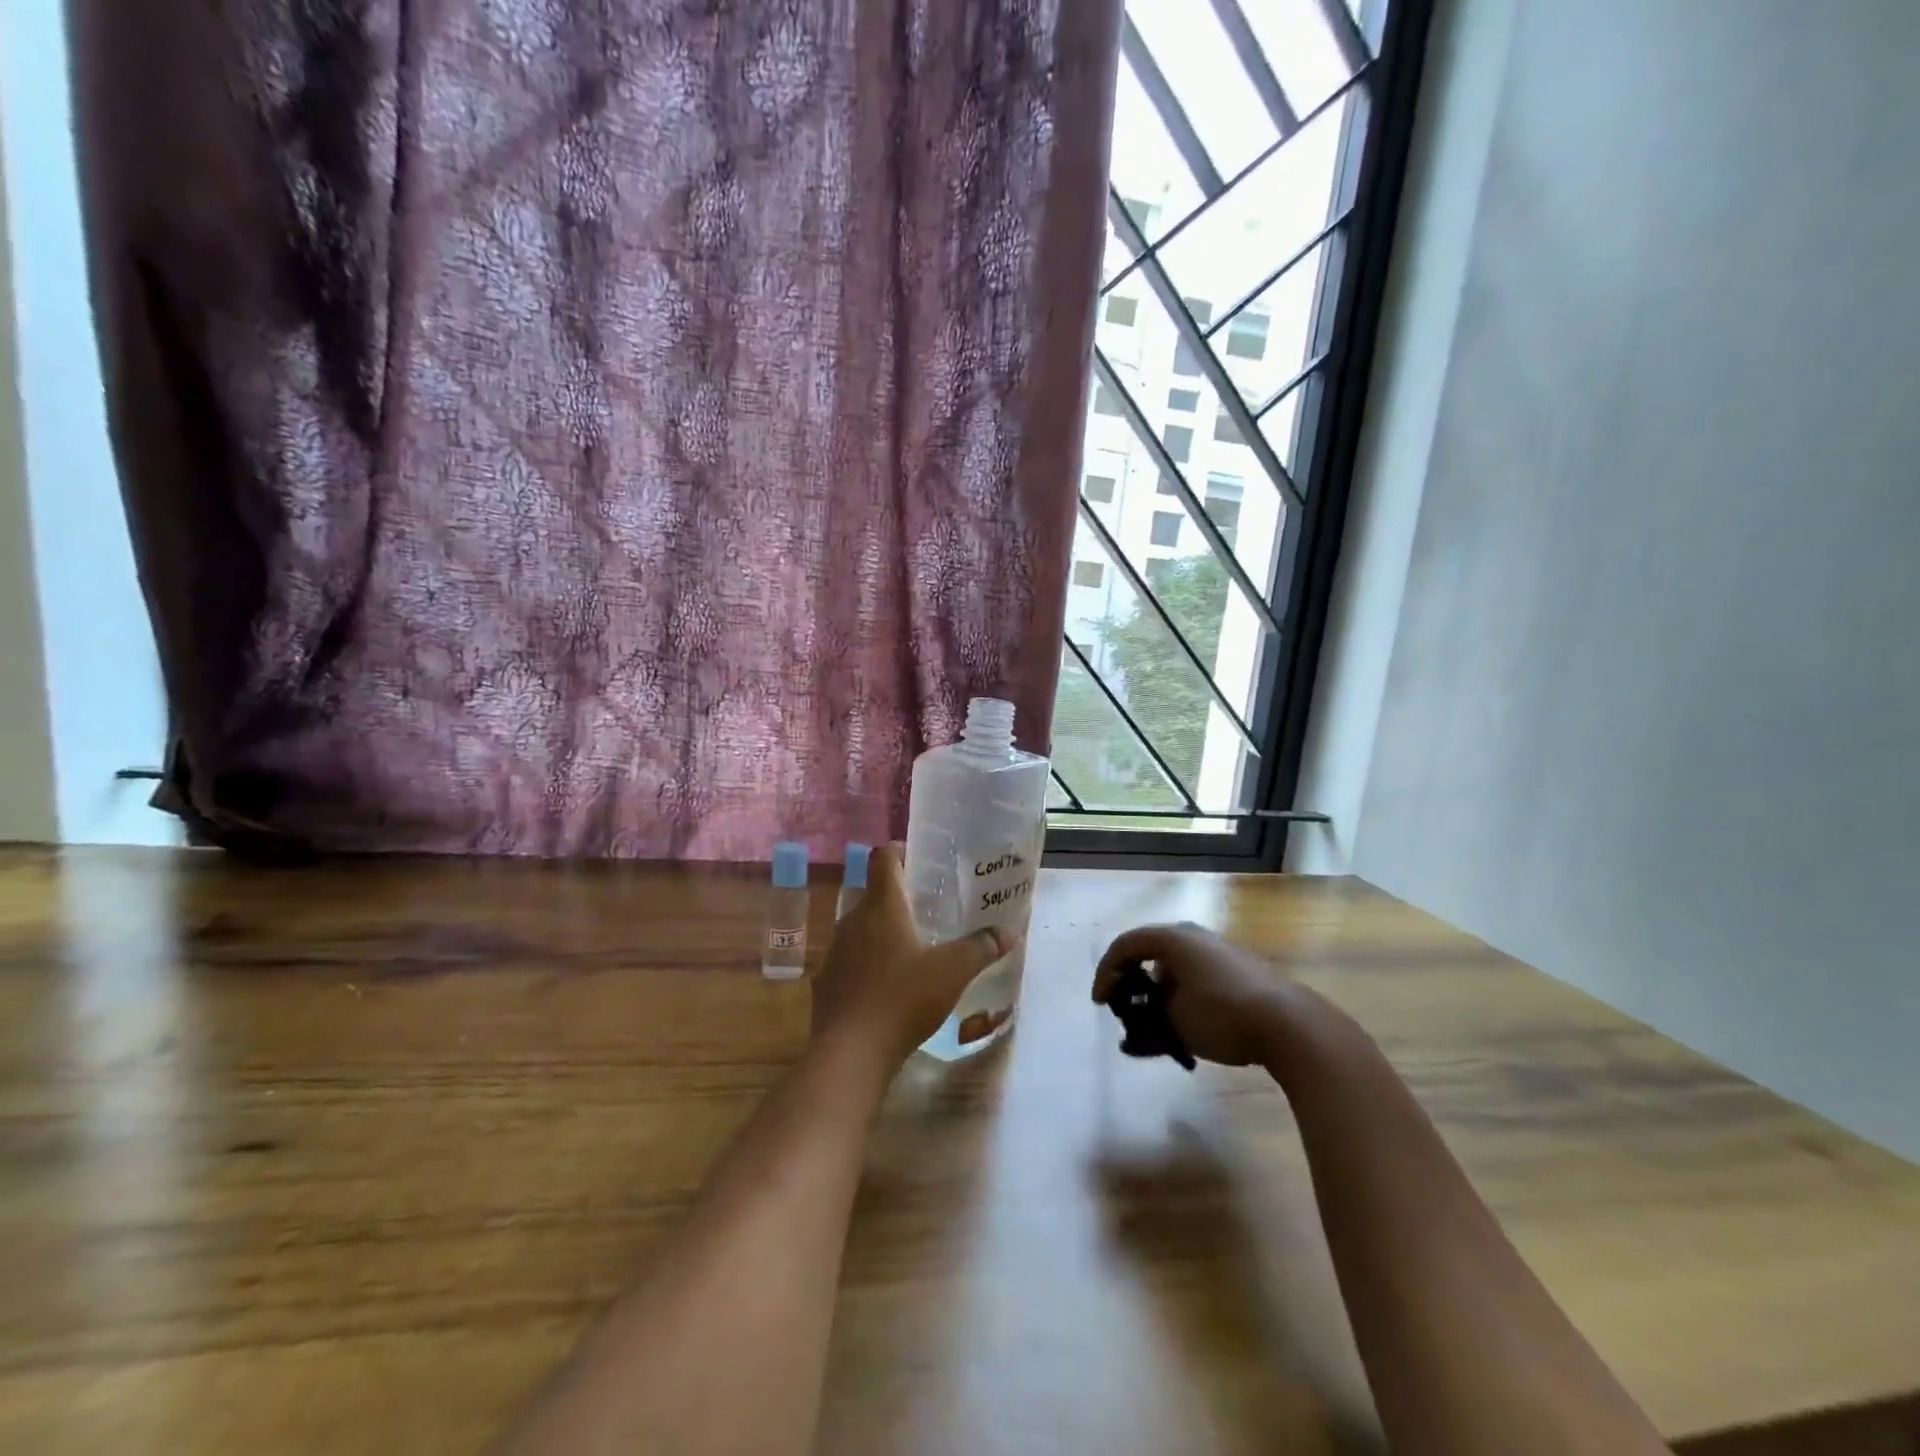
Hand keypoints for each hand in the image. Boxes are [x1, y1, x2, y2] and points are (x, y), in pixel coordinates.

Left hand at [811, 844, 1018, 1067]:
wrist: (850, 1053)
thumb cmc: (903, 999)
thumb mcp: (952, 972)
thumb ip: (980, 948)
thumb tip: (1008, 932)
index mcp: (881, 907)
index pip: (883, 859)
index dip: (900, 852)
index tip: (920, 859)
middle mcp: (852, 921)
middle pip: (874, 895)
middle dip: (900, 898)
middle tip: (930, 909)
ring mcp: (835, 952)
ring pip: (861, 929)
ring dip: (883, 932)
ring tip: (913, 948)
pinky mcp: (826, 983)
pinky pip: (851, 961)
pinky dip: (868, 964)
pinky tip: (888, 986)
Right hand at [1092, 922, 1292, 1068]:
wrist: (1291, 1024)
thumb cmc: (1222, 1014)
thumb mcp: (1176, 1022)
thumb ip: (1149, 1023)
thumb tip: (1140, 1029)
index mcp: (1173, 939)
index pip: (1125, 945)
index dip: (1106, 973)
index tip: (1099, 1003)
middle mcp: (1194, 938)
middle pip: (1150, 954)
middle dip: (1133, 984)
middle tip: (1124, 1010)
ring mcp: (1219, 954)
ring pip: (1175, 970)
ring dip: (1159, 997)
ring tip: (1154, 1028)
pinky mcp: (1239, 972)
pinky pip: (1197, 981)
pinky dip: (1182, 1001)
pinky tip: (1184, 1031)